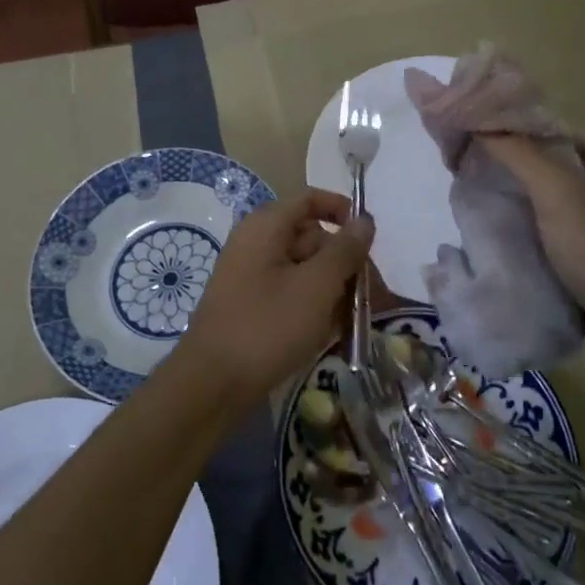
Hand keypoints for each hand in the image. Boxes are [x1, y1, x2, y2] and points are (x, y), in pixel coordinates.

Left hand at [176, 190, 374, 409]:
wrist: (212, 385)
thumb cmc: (267, 327)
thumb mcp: (316, 286)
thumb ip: (344, 250)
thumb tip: (365, 220)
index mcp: (266, 226)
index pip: (310, 199)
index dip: (343, 211)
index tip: (370, 238)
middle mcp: (255, 242)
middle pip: (311, 236)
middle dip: (344, 261)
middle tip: (372, 294)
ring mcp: (250, 274)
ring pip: (303, 268)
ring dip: (333, 288)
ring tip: (355, 320)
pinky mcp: (250, 304)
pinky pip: (289, 292)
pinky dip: (312, 305)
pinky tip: (331, 332)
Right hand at [479, 132, 584, 381]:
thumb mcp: (560, 196)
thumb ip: (520, 156)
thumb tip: (482, 125)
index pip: (563, 134)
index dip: (522, 133)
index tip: (479, 141)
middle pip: (558, 170)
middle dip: (517, 172)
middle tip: (472, 173)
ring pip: (557, 208)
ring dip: (523, 208)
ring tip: (480, 205)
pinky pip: (561, 241)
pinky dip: (535, 240)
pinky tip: (504, 242)